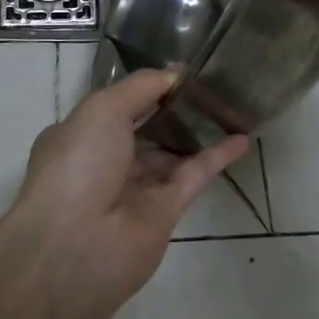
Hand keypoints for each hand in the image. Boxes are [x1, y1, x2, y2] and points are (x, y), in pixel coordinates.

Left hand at [8, 69, 247, 302]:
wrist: (76, 246)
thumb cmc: (79, 164)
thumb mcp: (103, 108)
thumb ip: (141, 87)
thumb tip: (174, 72)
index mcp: (77, 136)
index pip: (112, 107)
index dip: (142, 90)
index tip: (175, 72)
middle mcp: (103, 162)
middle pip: (142, 130)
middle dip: (169, 110)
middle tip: (205, 85)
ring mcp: (134, 189)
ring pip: (169, 154)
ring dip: (194, 132)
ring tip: (225, 106)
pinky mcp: (165, 213)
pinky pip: (194, 176)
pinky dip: (217, 157)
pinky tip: (241, 138)